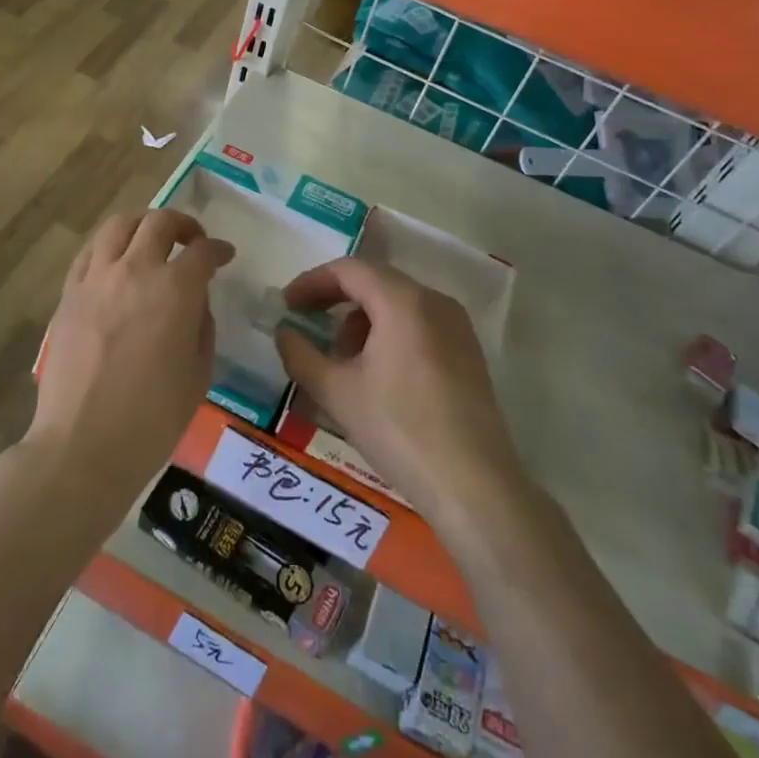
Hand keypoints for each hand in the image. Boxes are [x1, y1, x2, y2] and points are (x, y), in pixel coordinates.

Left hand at [29, 209, 234, 498]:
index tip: (224, 255)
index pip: (202, 252)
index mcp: (175, 289)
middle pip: (158, 222)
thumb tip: (194, 303)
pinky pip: (87, 254)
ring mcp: (95, 280)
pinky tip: (114, 264)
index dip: (218, 249)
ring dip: (141, 226)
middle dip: (182, 224)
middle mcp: (134, 271)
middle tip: (192, 241)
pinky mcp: (68, 296)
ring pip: (117, 226)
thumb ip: (201, 326)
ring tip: (150, 242)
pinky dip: (107, 248)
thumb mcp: (199, 373)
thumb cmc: (153, 418)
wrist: (84, 444)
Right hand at [275, 259, 523, 526]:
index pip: (349, 270)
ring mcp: (457, 326)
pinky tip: (376, 374)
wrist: (474, 486)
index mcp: (403, 300)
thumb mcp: (337, 393)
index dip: (312, 282)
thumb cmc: (399, 429)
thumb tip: (284, 332)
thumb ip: (301, 355)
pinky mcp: (468, 352)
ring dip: (362, 320)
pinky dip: (389, 334)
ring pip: (398, 304)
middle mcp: (434, 301)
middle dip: (336, 301)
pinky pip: (419, 324)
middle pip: (376, 282)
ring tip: (340, 360)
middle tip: (306, 325)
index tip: (287, 306)